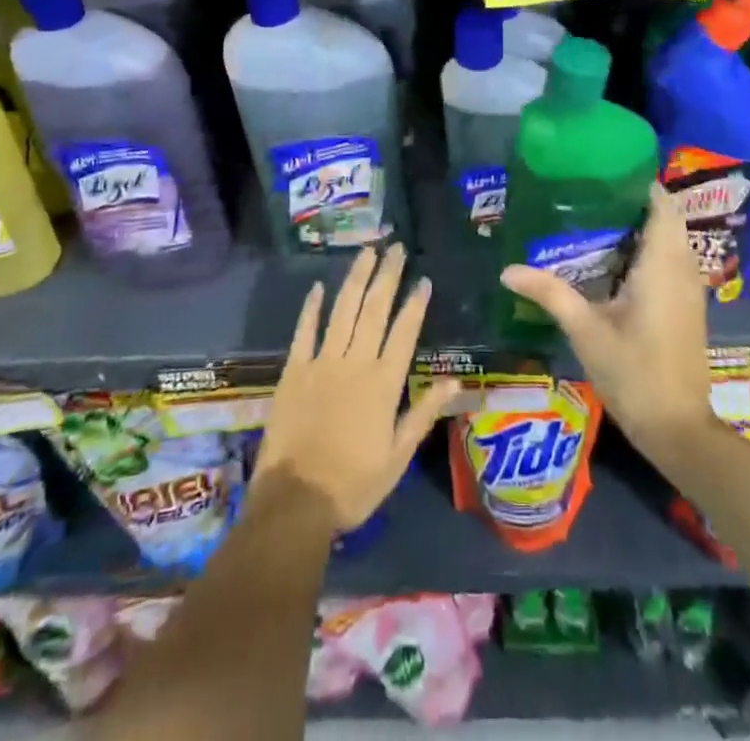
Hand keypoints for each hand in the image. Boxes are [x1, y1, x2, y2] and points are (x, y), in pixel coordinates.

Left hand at [254, 243, 461, 532]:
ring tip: (367, 252)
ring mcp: (322, 362)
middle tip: (396, 247)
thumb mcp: (398, 456)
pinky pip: (304, 331)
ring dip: (356, 279)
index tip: (424, 279)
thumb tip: (455, 381)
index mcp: (383, 383)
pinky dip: (312, 307)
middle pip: (374, 310)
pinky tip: (319, 286)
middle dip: (387, 276)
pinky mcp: (294, 370)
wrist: (295, 502)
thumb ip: (423, 414)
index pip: (404, 332)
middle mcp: (355, 363)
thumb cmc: (353, 484)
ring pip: (343, 310)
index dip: (415, 304)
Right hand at [499, 184, 714, 460]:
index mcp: (662, 266)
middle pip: (667, 218)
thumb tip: (507, 269)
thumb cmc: (634, 373)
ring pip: (671, 239)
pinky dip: (649, 247)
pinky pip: (672, 260)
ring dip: (643, 224)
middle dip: (635, 200)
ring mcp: (689, 289)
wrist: (679, 429)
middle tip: (591, 190)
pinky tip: (614, 257)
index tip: (605, 168)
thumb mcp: (586, 331)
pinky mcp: (687, 306)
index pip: (662, 205)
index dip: (640, 182)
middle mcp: (683, 269)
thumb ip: (549, 293)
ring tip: (596, 215)